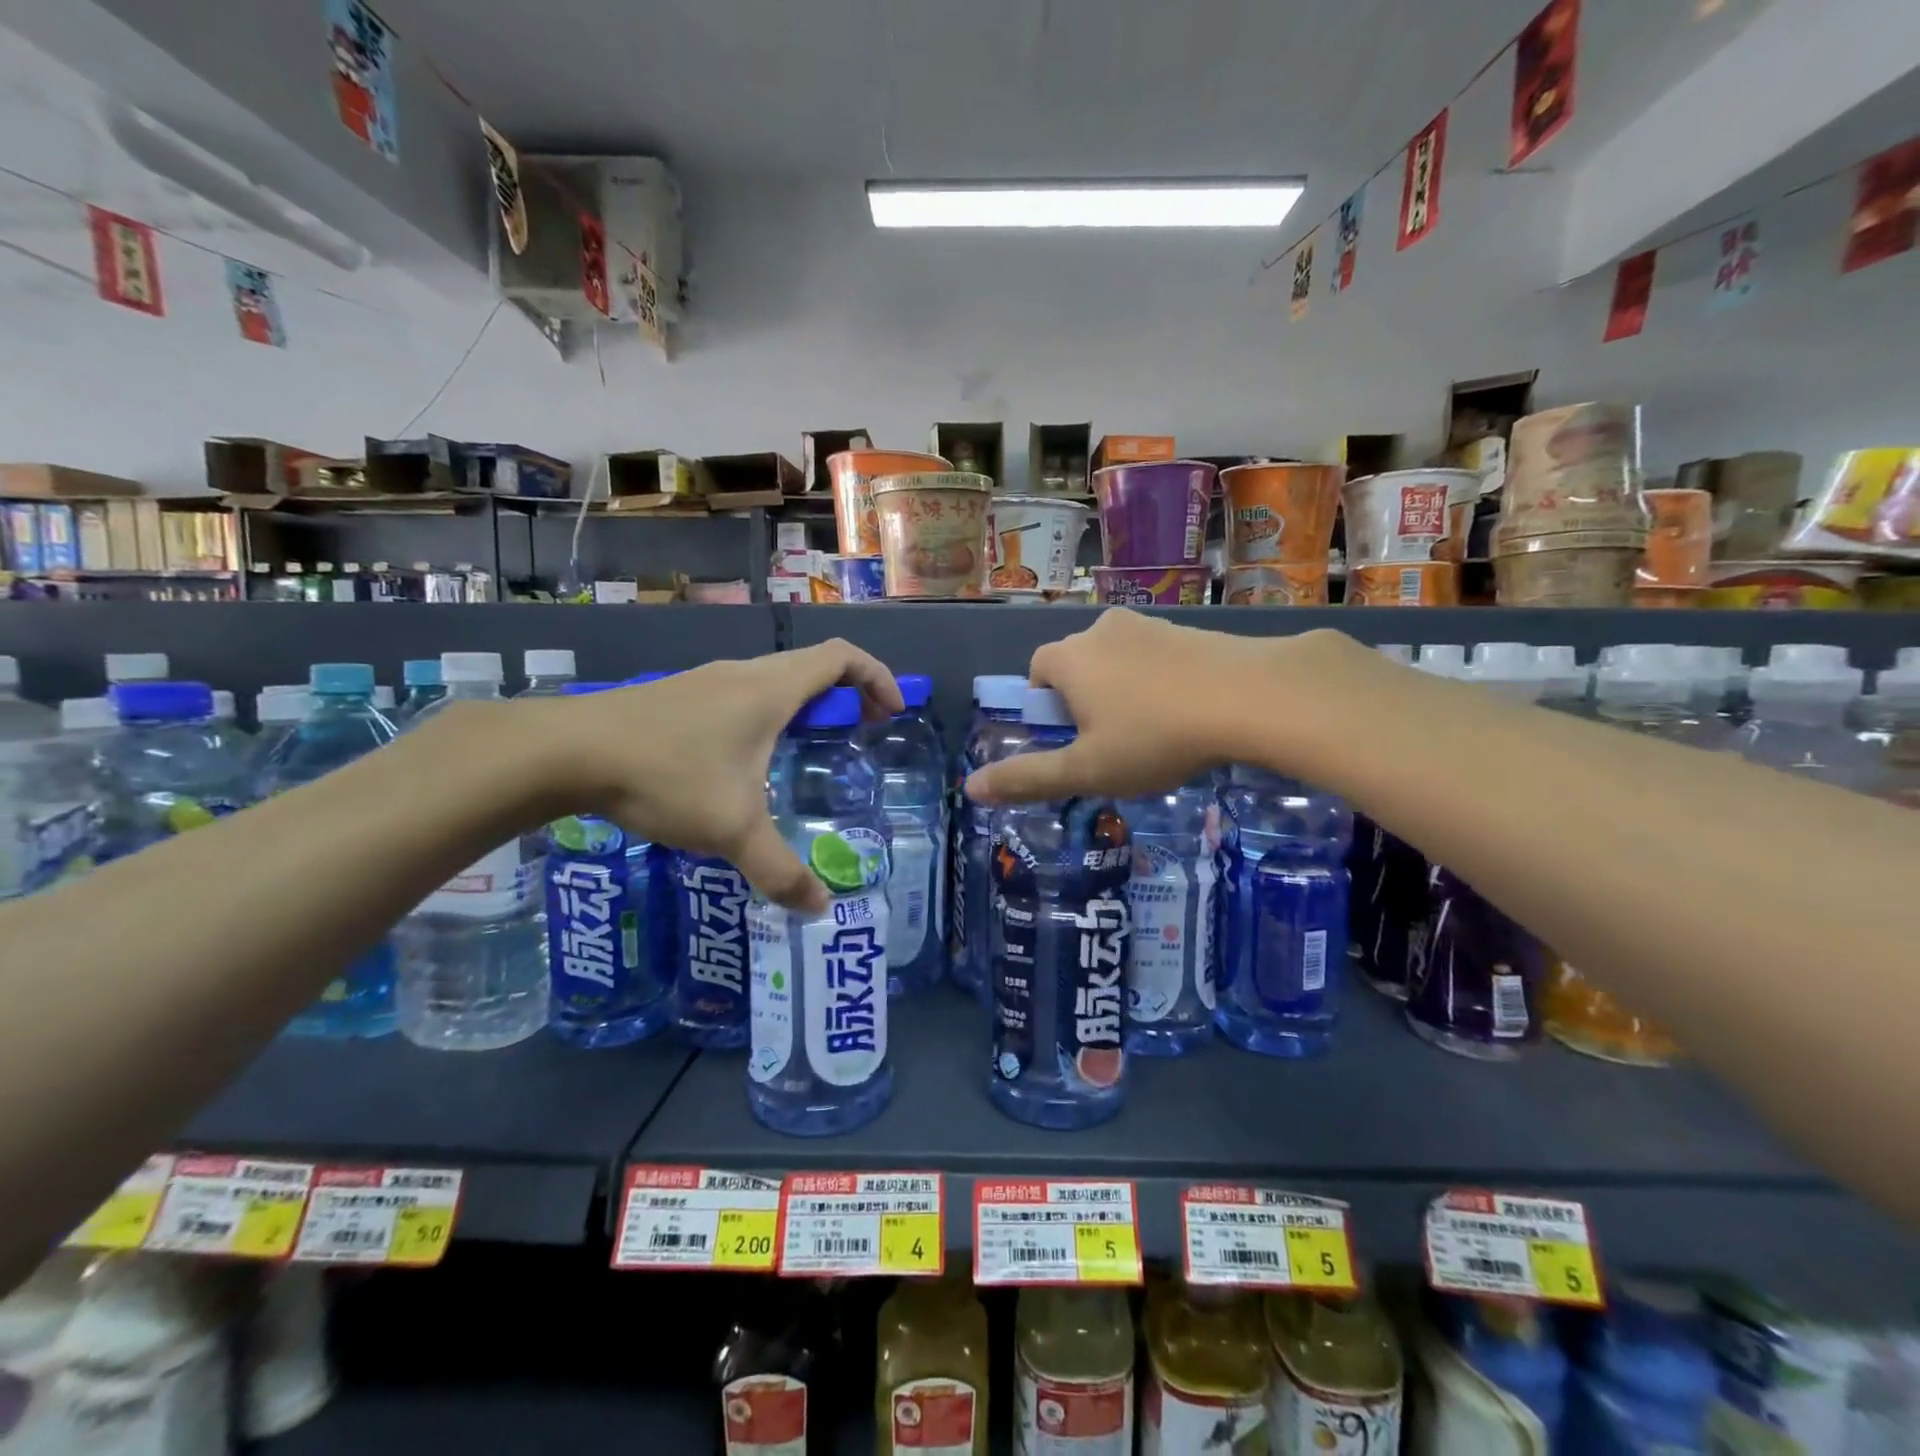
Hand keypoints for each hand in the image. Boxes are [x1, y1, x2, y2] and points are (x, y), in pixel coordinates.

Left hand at [546, 641, 902, 912]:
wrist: (565, 753)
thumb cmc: (666, 775)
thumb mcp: (732, 830)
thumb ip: (780, 870)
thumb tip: (820, 909)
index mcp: (771, 689)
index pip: (842, 657)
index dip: (877, 677)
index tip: (891, 713)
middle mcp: (743, 675)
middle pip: (812, 666)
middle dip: (845, 696)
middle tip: (856, 736)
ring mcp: (706, 683)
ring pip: (773, 682)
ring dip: (803, 707)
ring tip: (804, 753)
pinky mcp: (677, 697)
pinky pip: (741, 696)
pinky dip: (766, 717)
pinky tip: (744, 765)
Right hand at [964, 610, 1353, 804]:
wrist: (1250, 696)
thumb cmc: (1155, 737)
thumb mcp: (1087, 770)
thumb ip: (1027, 778)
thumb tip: (970, 788)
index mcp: (1069, 658)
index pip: (1037, 672)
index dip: (1047, 708)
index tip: (1074, 740)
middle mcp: (1101, 630)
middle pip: (1078, 664)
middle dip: (1085, 699)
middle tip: (1114, 742)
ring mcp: (1149, 625)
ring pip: (1119, 659)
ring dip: (1124, 690)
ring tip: (1156, 732)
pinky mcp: (1190, 629)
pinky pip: (1158, 655)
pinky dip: (1161, 680)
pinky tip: (1188, 713)